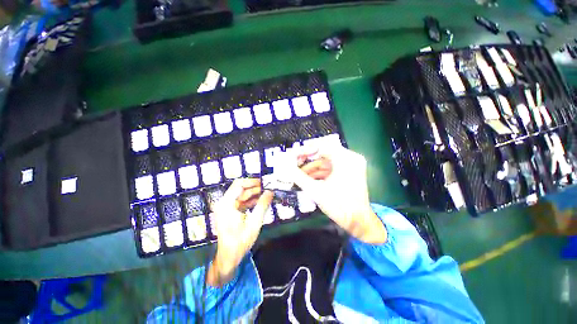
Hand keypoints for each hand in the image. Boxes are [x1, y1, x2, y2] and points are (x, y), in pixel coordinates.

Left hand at [207, 179, 272, 285]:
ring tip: (267, 194)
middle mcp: (224, 203)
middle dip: (255, 188)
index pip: (239, 184)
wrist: (229, 257)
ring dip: (254, 194)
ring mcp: (226, 207)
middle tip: (268, 188)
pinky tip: (260, 201)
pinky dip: (250, 200)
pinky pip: (241, 201)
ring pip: (241, 195)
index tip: (264, 182)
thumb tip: (270, 192)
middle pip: (240, 189)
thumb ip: (262, 205)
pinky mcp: (229, 211)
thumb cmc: (240, 241)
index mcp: (226, 204)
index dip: (252, 182)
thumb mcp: (254, 223)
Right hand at [278, 146, 386, 243]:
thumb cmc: (339, 206)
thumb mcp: (316, 190)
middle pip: (323, 154)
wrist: (358, 222)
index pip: (322, 147)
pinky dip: (320, 174)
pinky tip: (308, 179)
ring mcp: (351, 166)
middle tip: (294, 166)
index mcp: (345, 159)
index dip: (305, 151)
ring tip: (298, 176)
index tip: (293, 156)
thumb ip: (299, 177)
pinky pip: (331, 169)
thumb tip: (286, 167)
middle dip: (307, 162)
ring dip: (312, 169)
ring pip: (326, 163)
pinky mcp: (349, 173)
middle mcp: (350, 158)